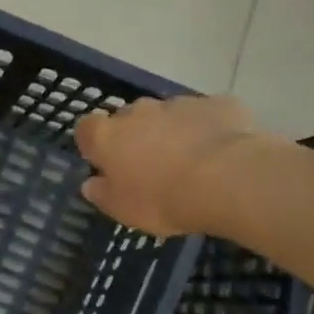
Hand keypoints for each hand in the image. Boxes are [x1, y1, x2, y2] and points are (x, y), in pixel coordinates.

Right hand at [75, 95, 259, 237]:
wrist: (227, 179)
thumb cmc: (162, 198)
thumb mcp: (122, 209)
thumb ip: (102, 194)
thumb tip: (91, 183)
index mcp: (108, 137)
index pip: (86, 128)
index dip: (93, 143)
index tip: (102, 162)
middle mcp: (139, 112)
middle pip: (128, 117)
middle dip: (134, 135)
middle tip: (147, 164)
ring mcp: (179, 104)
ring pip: (167, 114)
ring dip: (170, 131)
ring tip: (187, 160)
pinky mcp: (217, 104)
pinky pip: (205, 115)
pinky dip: (206, 128)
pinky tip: (218, 152)